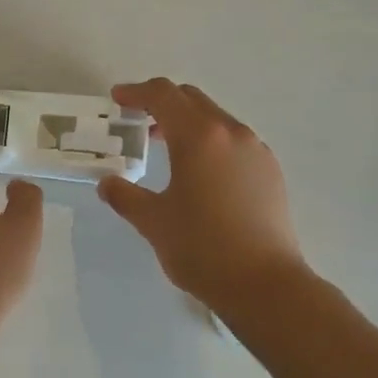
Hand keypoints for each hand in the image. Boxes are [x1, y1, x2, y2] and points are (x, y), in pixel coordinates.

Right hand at [99, 80, 308, 311]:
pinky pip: (234, 140)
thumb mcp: (153, 222)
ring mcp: (256, 150)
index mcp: (198, 136)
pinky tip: (201, 173)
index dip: (136, 92)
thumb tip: (108, 184)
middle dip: (161, 103)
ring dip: (187, 122)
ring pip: (215, 118)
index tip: (117, 99)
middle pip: (191, 99)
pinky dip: (211, 141)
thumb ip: (125, 196)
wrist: (265, 285)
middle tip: (137, 121)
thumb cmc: (202, 248)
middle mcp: (230, 132)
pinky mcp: (270, 171)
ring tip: (167, 147)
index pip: (162, 95)